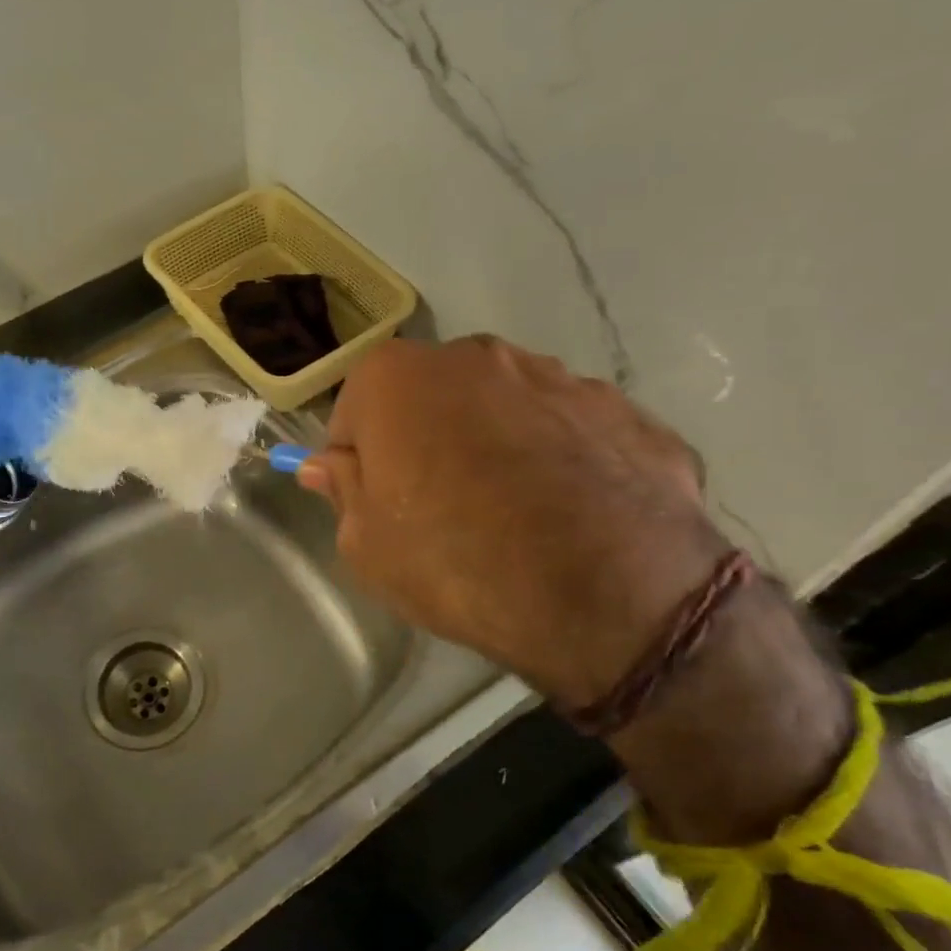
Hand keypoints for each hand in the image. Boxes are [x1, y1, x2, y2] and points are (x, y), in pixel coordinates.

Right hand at [297, 337, 728, 707]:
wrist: (608, 594)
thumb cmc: (456, 561)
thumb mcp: (366, 545)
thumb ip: (341, 490)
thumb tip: (328, 464)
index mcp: (397, 377)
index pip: (355, 412)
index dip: (360, 460)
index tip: (377, 503)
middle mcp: (475, 356)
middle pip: (430, 398)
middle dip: (427, 439)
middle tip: (442, 508)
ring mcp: (557, 375)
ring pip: (503, 406)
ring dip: (496, 442)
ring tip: (517, 514)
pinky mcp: (622, 408)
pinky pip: (568, 429)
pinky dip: (561, 458)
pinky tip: (572, 513)